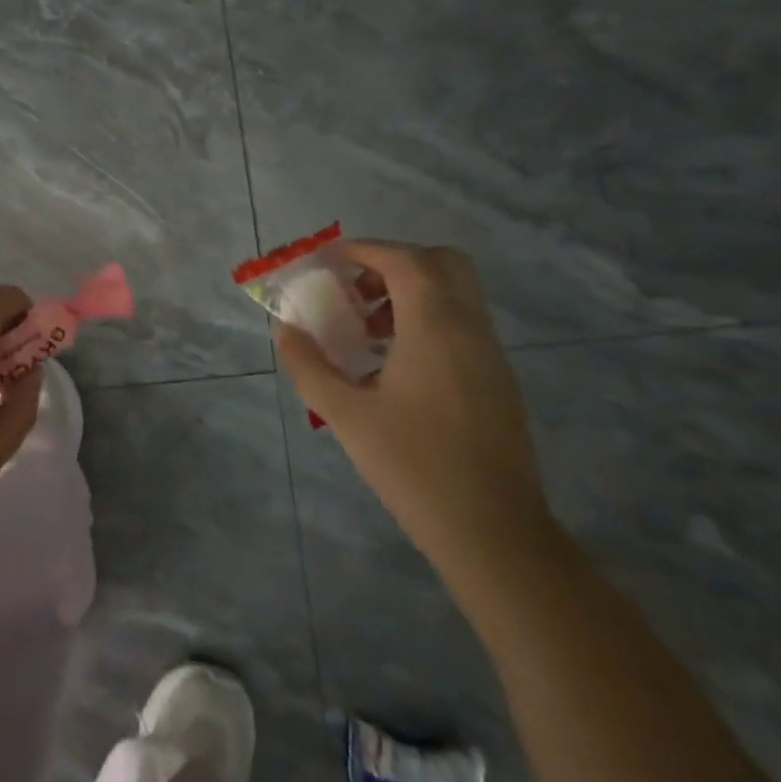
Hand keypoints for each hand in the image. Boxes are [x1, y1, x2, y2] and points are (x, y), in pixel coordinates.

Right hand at [275, 241, 554, 575]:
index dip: (365, 250)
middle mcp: (469, 329)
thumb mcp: (345, 414)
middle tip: (354, 289)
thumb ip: (308, 365)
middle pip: (442, 263)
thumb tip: (284, 329)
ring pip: (454, 294)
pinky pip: (460, 325)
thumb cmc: (413, 466)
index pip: (405, 260)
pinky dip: (425, 321)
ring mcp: (489, 355)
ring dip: (408, 293)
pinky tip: (391, 366)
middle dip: (393, 263)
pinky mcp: (496, 380)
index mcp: (435, 328)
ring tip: (364, 331)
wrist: (492, 531)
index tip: (328, 261)